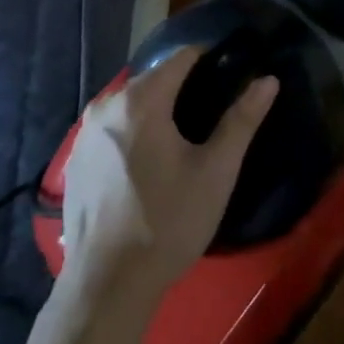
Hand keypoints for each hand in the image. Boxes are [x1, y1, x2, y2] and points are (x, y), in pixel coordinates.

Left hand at [57, 48, 277, 312]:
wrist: (107, 285)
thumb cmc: (168, 222)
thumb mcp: (216, 171)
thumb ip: (242, 120)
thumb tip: (268, 79)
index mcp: (141, 100)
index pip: (181, 58)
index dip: (209, 59)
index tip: (230, 74)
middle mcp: (107, 105)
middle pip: (154, 79)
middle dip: (183, 86)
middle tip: (212, 111)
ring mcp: (85, 132)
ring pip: (131, 103)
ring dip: (157, 109)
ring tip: (184, 136)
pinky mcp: (75, 158)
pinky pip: (113, 127)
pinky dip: (134, 130)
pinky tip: (149, 161)